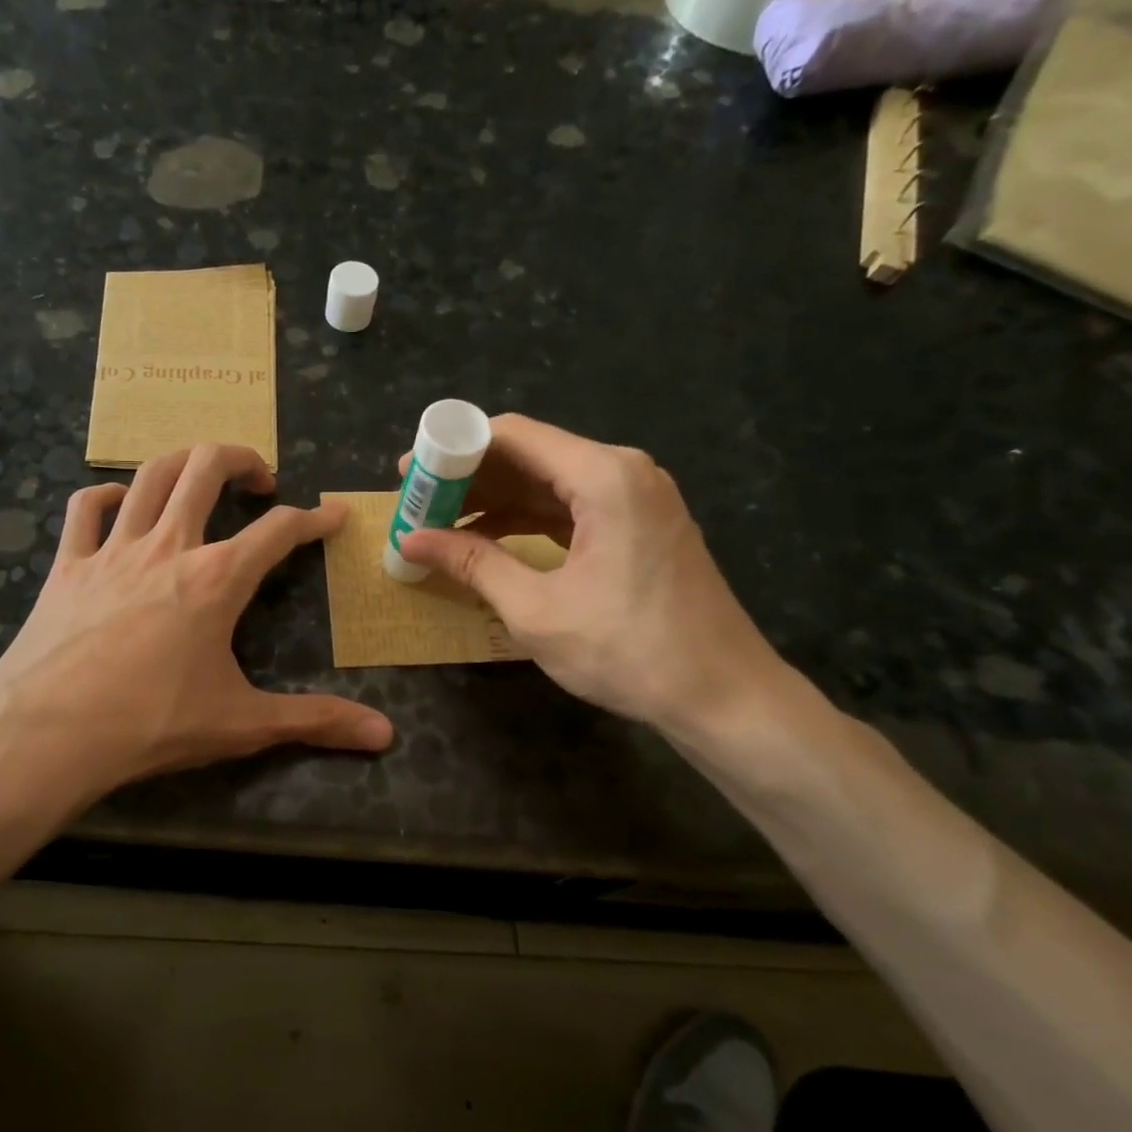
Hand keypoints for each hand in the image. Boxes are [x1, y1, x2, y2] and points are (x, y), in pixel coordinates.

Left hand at [0, 443, 392, 800]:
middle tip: (261, 479)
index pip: (279, 531)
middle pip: (207, 468)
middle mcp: (169, 546)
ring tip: (201, 472)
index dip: (314, 518)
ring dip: (182, 461)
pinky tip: (119, 502)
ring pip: (150, 475)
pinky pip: (84, 508)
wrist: (48, 732)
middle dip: (242, 458)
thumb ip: (315, 721)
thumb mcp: (242, 723)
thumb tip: (385, 736)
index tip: (334, 514)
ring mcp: (113, 549)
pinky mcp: (68, 564)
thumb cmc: (151, 723)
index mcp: (217, 578)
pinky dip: (106, 495)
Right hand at [396, 414, 785, 735]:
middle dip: (468, 477)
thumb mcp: (535, 610)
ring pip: (548, 481)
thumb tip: (410, 541)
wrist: (724, 696)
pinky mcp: (639, 525)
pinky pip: (570, 506)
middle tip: (415, 503)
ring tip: (440, 524)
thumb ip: (472, 564)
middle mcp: (623, 471)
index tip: (408, 475)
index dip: (452, 450)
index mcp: (603, 476)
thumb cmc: (628, 651)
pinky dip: (526, 519)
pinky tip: (487, 538)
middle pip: (529, 454)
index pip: (512, 435)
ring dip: (494, 500)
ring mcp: (636, 497)